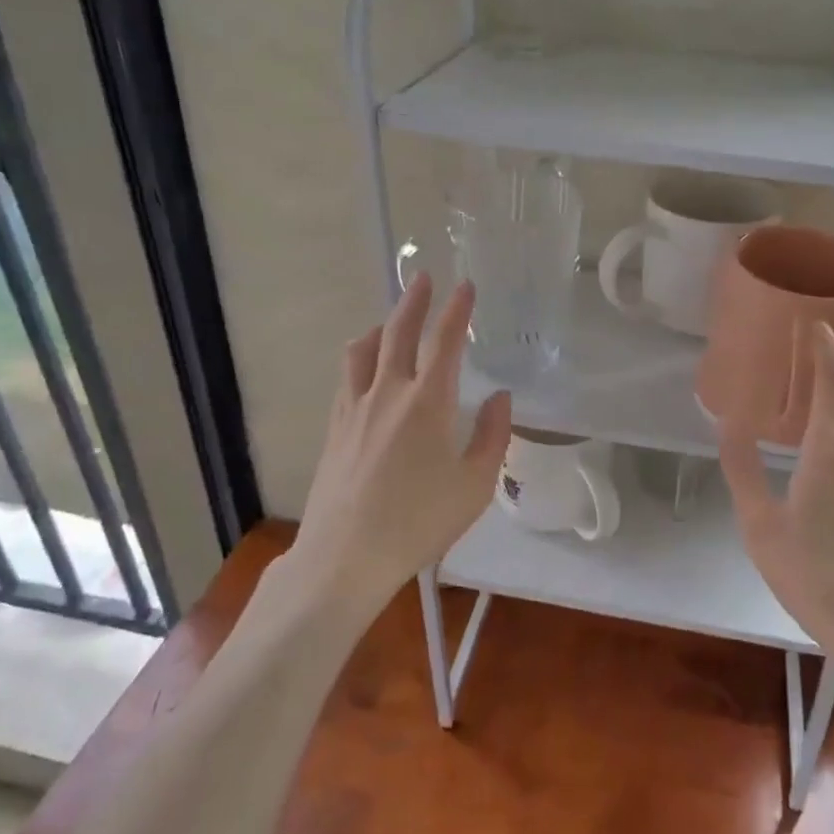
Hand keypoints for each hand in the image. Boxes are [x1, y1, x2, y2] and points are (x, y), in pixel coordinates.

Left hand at [290, 273, 511, 605]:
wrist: (346, 555)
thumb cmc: (419, 521)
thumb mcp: (475, 485)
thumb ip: (492, 436)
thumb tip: (500, 399)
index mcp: (428, 402)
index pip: (445, 341)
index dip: (457, 310)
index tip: (466, 287)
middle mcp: (388, 393)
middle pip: (398, 332)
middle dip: (414, 301)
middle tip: (424, 278)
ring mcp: (354, 408)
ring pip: (363, 350)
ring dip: (380, 326)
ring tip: (391, 321)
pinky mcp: (334, 428)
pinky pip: (346, 377)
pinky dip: (360, 358)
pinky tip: (364, 369)